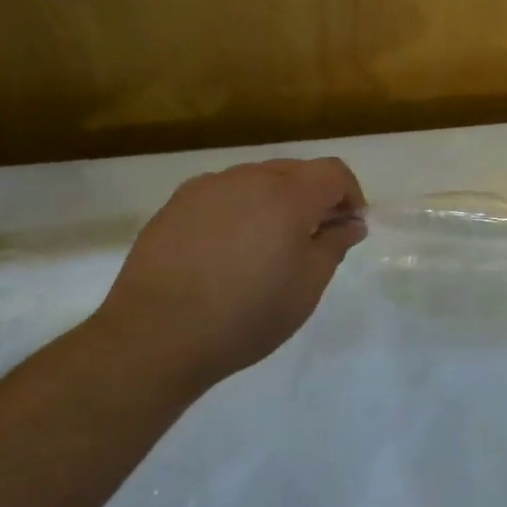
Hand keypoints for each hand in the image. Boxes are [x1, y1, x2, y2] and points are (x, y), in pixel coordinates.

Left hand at [87, 158, 367, 392]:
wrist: (156, 335)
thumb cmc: (246, 315)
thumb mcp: (306, 287)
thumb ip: (334, 245)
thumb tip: (351, 223)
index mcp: (288, 195)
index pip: (333, 172)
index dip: (351, 194)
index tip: (349, 226)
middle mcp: (249, 178)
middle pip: (296, 171)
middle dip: (314, 196)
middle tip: (314, 237)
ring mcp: (208, 187)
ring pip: (257, 179)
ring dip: (275, 201)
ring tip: (267, 245)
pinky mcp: (176, 203)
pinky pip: (223, 193)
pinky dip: (239, 209)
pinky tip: (228, 248)